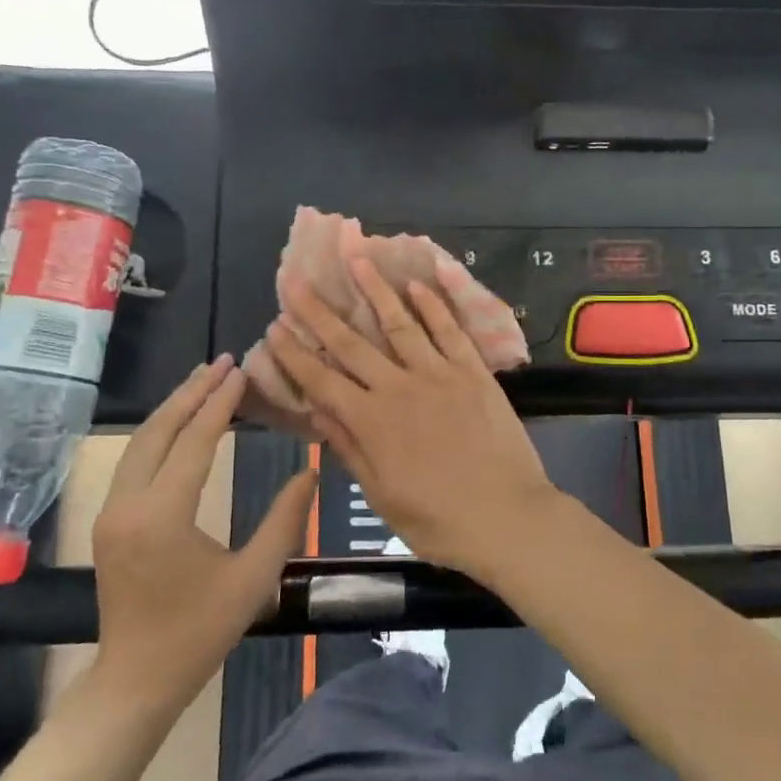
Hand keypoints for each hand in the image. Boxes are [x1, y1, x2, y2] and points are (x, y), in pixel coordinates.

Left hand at [90, 356, 315, 712]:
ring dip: (172, 408)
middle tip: (224, 361)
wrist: (137, 680)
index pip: (195, 442)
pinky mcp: (110, 520)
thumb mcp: (255, 578)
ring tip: (203, 379)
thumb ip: (285, 520)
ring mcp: (112, 512)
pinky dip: (160, 432)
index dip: (220, 404)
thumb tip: (310, 471)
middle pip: (159, 431)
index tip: (242, 371)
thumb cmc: (200, 632)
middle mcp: (128, 504)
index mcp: (163, 516)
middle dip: (192, 392)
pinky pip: (134, 461)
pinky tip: (181, 421)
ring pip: (140, 442)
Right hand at [264, 257, 559, 578]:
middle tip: (296, 280)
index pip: (321, 380)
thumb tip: (319, 413)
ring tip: (356, 260)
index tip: (274, 327)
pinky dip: (432, 306)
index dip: (294, 354)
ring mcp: (439, 374)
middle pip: (351, 343)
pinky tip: (416, 284)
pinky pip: (449, 331)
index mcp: (371, 422)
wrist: (506, 517)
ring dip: (375, 290)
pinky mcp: (473, 372)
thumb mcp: (381, 496)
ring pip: (399, 323)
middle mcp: (398, 388)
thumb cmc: (438, 520)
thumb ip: (350, 449)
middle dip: (319, 311)